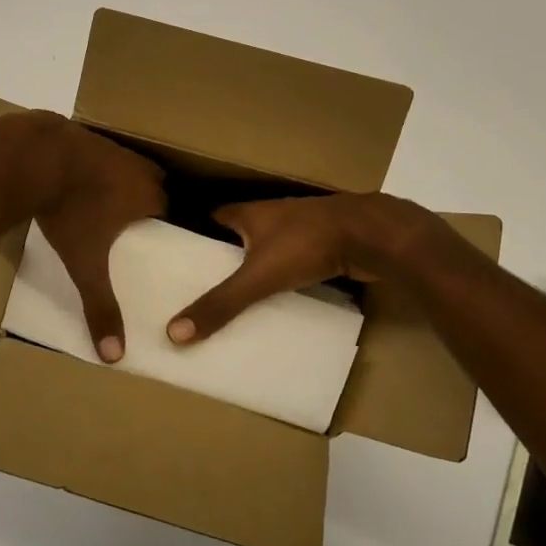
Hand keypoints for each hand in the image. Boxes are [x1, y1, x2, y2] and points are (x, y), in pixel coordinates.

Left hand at [32, 117, 166, 361]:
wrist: (36, 156)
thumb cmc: (69, 210)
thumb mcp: (84, 263)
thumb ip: (100, 306)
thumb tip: (114, 355)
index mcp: (146, 196)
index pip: (173, 207)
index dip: (171, 219)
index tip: (167, 231)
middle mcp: (137, 168)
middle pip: (157, 181)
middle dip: (153, 196)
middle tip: (143, 215)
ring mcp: (112, 147)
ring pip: (131, 163)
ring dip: (126, 177)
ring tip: (114, 196)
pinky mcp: (86, 135)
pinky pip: (104, 151)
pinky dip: (99, 163)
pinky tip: (82, 174)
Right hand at [166, 192, 442, 343]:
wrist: (372, 236)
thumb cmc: (307, 244)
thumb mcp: (258, 276)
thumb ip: (221, 304)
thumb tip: (173, 332)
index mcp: (251, 213)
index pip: (213, 217)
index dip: (196, 234)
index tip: (179, 257)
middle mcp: (273, 215)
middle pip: (240, 234)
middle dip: (224, 256)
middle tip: (203, 284)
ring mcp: (301, 229)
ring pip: (268, 247)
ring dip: (255, 266)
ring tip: (235, 296)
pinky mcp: (324, 245)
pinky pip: (294, 260)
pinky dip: (284, 275)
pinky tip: (278, 297)